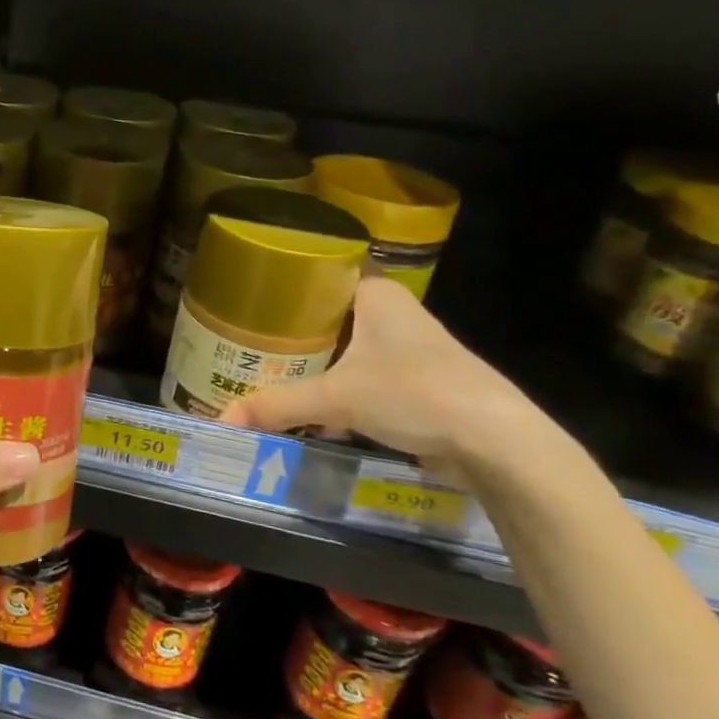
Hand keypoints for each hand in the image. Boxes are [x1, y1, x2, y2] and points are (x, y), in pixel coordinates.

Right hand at [218, 277, 540, 481]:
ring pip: (345, 350)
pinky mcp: (417, 385)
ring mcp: (408, 351)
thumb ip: (277, 406)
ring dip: (313, 365)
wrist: (497, 442)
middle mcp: (393, 315)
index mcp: (377, 295)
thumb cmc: (415, 392)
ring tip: (265, 373)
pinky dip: (336, 391)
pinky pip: (362, 379)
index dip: (284, 287)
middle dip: (291, 334)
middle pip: (328, 317)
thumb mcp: (336, 398)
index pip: (320, 275)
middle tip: (244, 344)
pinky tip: (308, 410)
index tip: (247, 302)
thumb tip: (221, 420)